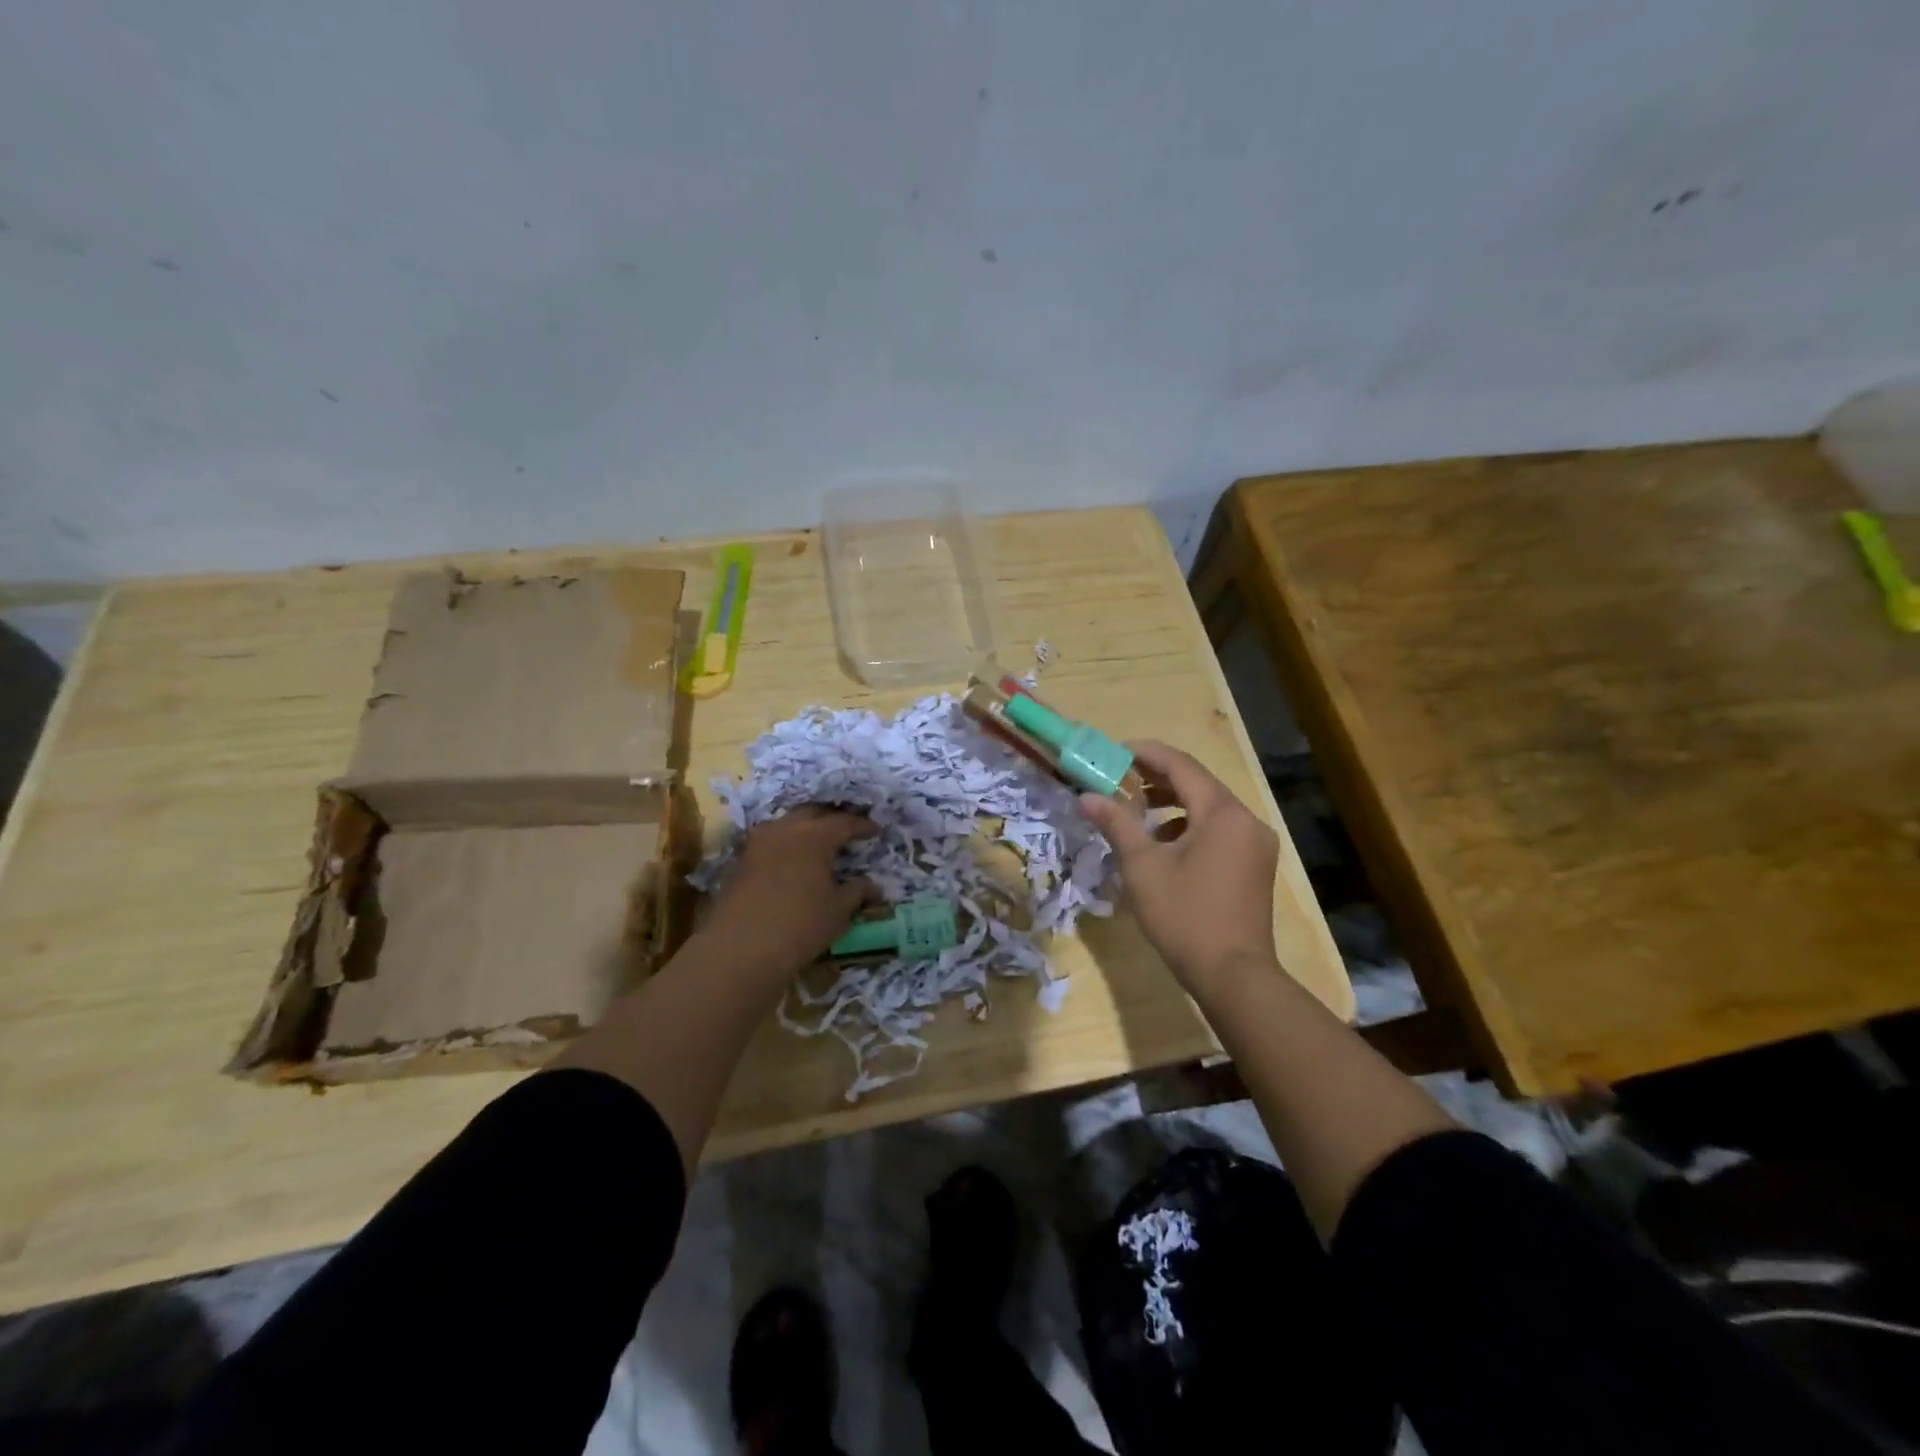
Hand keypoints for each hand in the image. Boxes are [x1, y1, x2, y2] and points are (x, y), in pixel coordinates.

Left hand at [701, 807, 877, 978]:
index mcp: (815, 836)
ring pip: (786, 823)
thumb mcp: (838, 910)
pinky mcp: (740, 861)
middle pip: (812, 813)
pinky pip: (769, 841)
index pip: (844, 822)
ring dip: (803, 827)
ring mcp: (758, 843)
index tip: (875, 830)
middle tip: (845, 830)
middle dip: (830, 819)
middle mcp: (785, 830)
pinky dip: (784, 844)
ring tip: (816, 841)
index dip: (861, 825)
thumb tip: (873, 885)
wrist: (740, 949)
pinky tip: (790, 859)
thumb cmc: (800, 925)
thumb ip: (857, 892)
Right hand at [1079, 741, 1278, 996]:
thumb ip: (1116, 824)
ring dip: (1173, 803)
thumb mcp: (1142, 867)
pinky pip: (1219, 831)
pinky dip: (1190, 827)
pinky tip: (1164, 845)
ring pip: (1209, 808)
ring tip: (1136, 811)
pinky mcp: (1255, 866)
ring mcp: (1255, 844)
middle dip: (1157, 778)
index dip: (1146, 754)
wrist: (1234, 976)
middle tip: (1119, 778)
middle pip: (1198, 784)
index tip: (1114, 752)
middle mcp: (1246, 820)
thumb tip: (1086, 796)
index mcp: (1222, 813)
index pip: (1181, 765)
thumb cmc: (1185, 916)